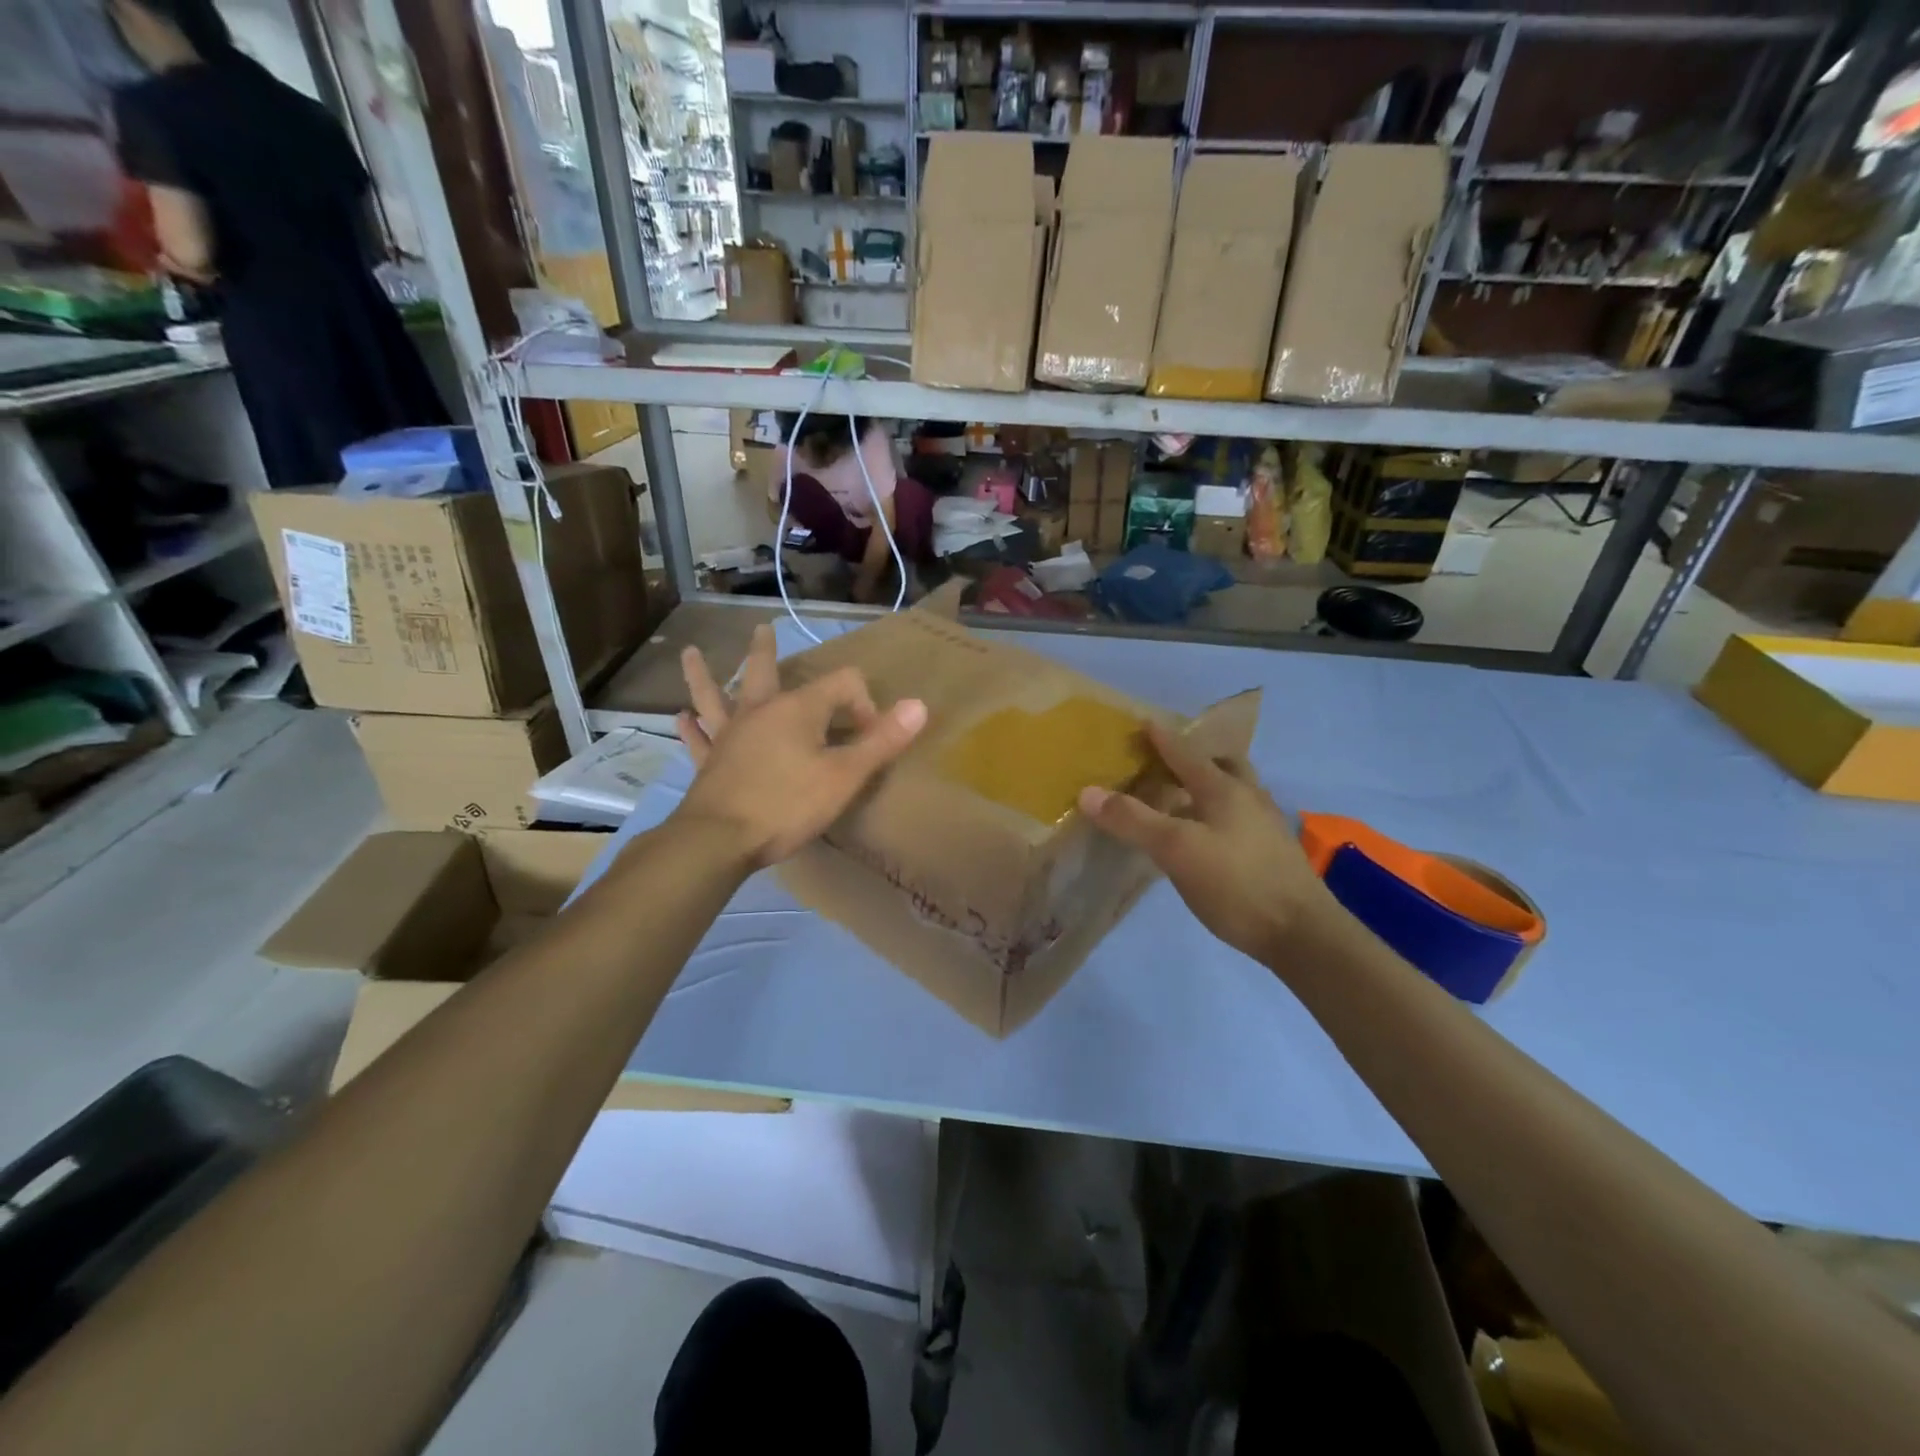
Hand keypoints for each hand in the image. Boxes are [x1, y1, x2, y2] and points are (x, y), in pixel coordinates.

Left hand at [674, 624, 925, 867]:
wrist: (721, 840)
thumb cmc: (788, 805)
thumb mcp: (845, 776)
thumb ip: (881, 741)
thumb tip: (918, 705)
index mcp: (798, 709)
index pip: (842, 685)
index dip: (863, 704)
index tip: (868, 737)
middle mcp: (760, 712)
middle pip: (764, 671)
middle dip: (766, 651)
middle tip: (761, 628)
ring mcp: (729, 736)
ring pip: (716, 697)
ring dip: (705, 675)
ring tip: (691, 653)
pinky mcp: (709, 763)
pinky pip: (699, 738)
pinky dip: (691, 728)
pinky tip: (680, 718)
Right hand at [1078, 723, 1342, 965]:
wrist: (1302, 934)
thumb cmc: (1236, 883)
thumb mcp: (1175, 849)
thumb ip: (1132, 819)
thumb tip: (1088, 792)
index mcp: (1225, 788)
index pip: (1186, 754)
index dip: (1162, 739)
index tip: (1144, 723)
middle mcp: (1249, 798)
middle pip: (1221, 766)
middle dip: (1194, 759)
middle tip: (1167, 765)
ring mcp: (1266, 825)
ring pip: (1234, 792)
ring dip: (1209, 787)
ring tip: (1182, 800)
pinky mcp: (1273, 853)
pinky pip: (1240, 818)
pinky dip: (1218, 814)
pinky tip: (1206, 837)